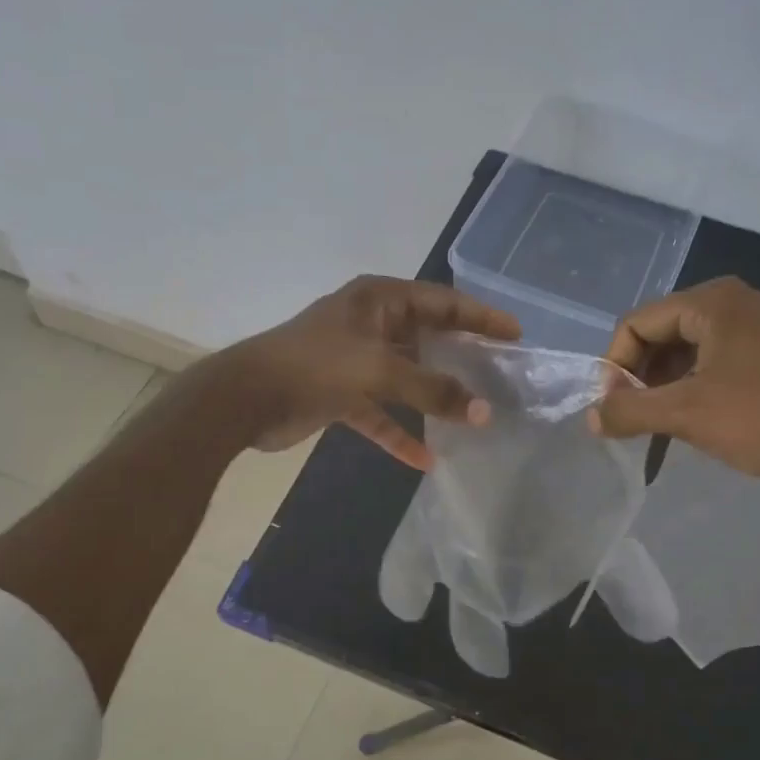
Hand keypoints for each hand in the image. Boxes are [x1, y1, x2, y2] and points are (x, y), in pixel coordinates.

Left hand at [213, 276, 519, 470]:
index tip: (515, 334)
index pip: (443, 302)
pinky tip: (425, 459)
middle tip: (500, 374)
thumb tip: (485, 413)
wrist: (244, 398)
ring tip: (474, 415)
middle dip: (462, 357)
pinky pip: (381, 413)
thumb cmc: (314, 366)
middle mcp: (371, 324)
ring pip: (407, 377)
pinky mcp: (342, 394)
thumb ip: (433, 390)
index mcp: (379, 300)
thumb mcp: (379, 370)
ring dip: (434, 398)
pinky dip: (400, 432)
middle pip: (428, 338)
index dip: (480, 317)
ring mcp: (355, 360)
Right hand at [588, 277, 759, 493]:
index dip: (615, 365)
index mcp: (713, 301)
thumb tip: (590, 418)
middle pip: (660, 332)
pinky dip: (688, 386)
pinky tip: (685, 419)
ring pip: (684, 349)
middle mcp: (733, 302)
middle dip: (638, 375)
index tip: (611, 408)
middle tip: (630, 416)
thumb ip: (628, 411)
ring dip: (660, 384)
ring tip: (654, 422)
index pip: (638, 323)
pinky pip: (710, 361)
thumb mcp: (684, 414)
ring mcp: (754, 327)